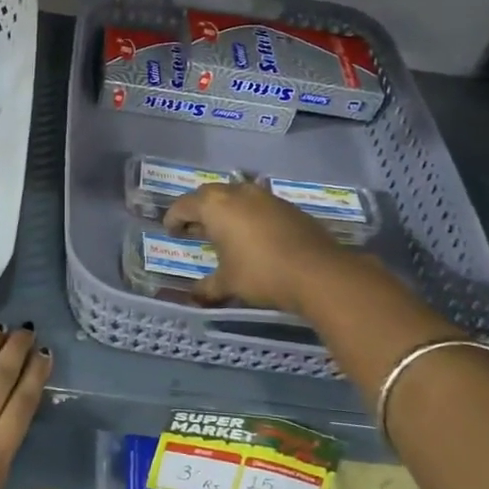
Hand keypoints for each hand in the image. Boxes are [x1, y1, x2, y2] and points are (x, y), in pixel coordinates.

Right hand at [163, 181, 350, 312]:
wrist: (317, 271)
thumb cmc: (261, 273)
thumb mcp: (228, 283)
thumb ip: (207, 287)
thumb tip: (194, 295)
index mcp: (215, 205)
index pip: (184, 205)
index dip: (174, 218)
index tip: (171, 231)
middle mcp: (237, 192)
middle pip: (208, 195)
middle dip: (198, 211)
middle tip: (194, 229)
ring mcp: (264, 196)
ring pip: (235, 196)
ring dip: (225, 211)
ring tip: (223, 232)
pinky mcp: (286, 205)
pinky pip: (257, 205)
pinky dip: (247, 215)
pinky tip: (252, 236)